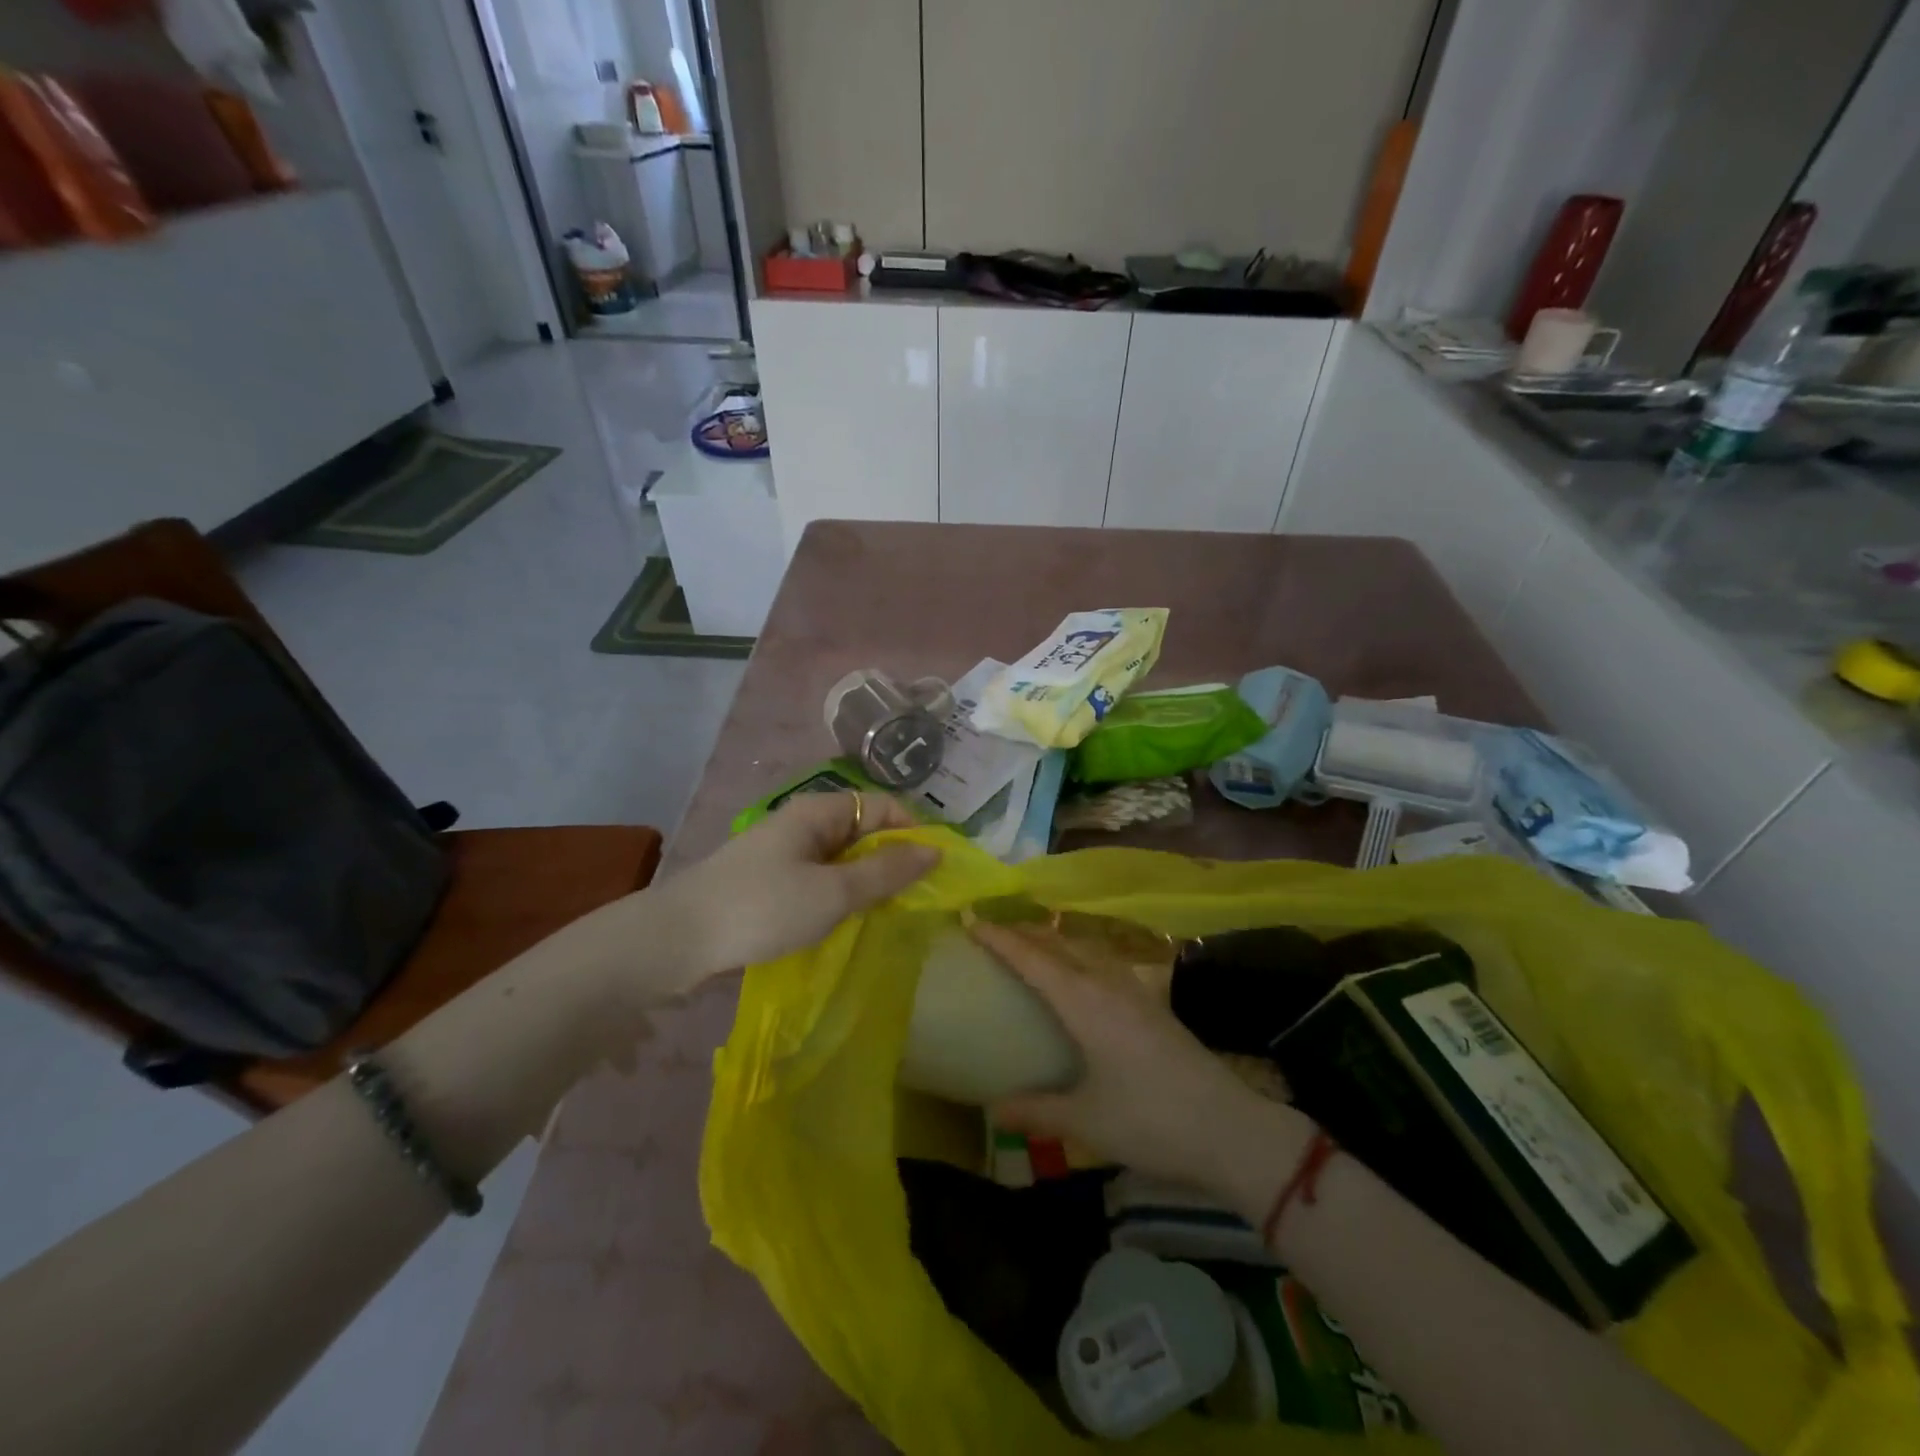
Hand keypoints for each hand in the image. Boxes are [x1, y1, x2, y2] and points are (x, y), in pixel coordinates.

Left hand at [657, 792, 938, 985]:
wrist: (675, 940)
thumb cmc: (762, 908)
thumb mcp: (833, 892)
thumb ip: (886, 872)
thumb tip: (935, 851)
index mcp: (818, 811)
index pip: (882, 806)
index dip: (913, 831)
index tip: (935, 870)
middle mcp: (802, 824)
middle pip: (862, 831)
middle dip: (892, 860)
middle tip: (916, 899)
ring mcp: (783, 853)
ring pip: (841, 859)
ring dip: (866, 882)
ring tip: (887, 913)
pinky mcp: (769, 882)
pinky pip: (819, 879)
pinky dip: (839, 895)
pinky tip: (846, 921)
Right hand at [973, 922, 1309, 1200]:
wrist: (1230, 1129)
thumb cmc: (1151, 1121)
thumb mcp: (1085, 1121)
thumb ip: (1036, 1110)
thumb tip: (992, 1109)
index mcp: (1085, 1002)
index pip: (1033, 958)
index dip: (1001, 938)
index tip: (971, 920)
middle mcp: (1108, 984)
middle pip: (1060, 944)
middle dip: (1025, 932)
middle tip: (993, 931)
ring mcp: (1135, 991)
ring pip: (1085, 949)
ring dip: (1055, 941)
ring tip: (1031, 946)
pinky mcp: (1152, 1004)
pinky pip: (1104, 963)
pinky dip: (1079, 956)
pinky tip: (1080, 975)